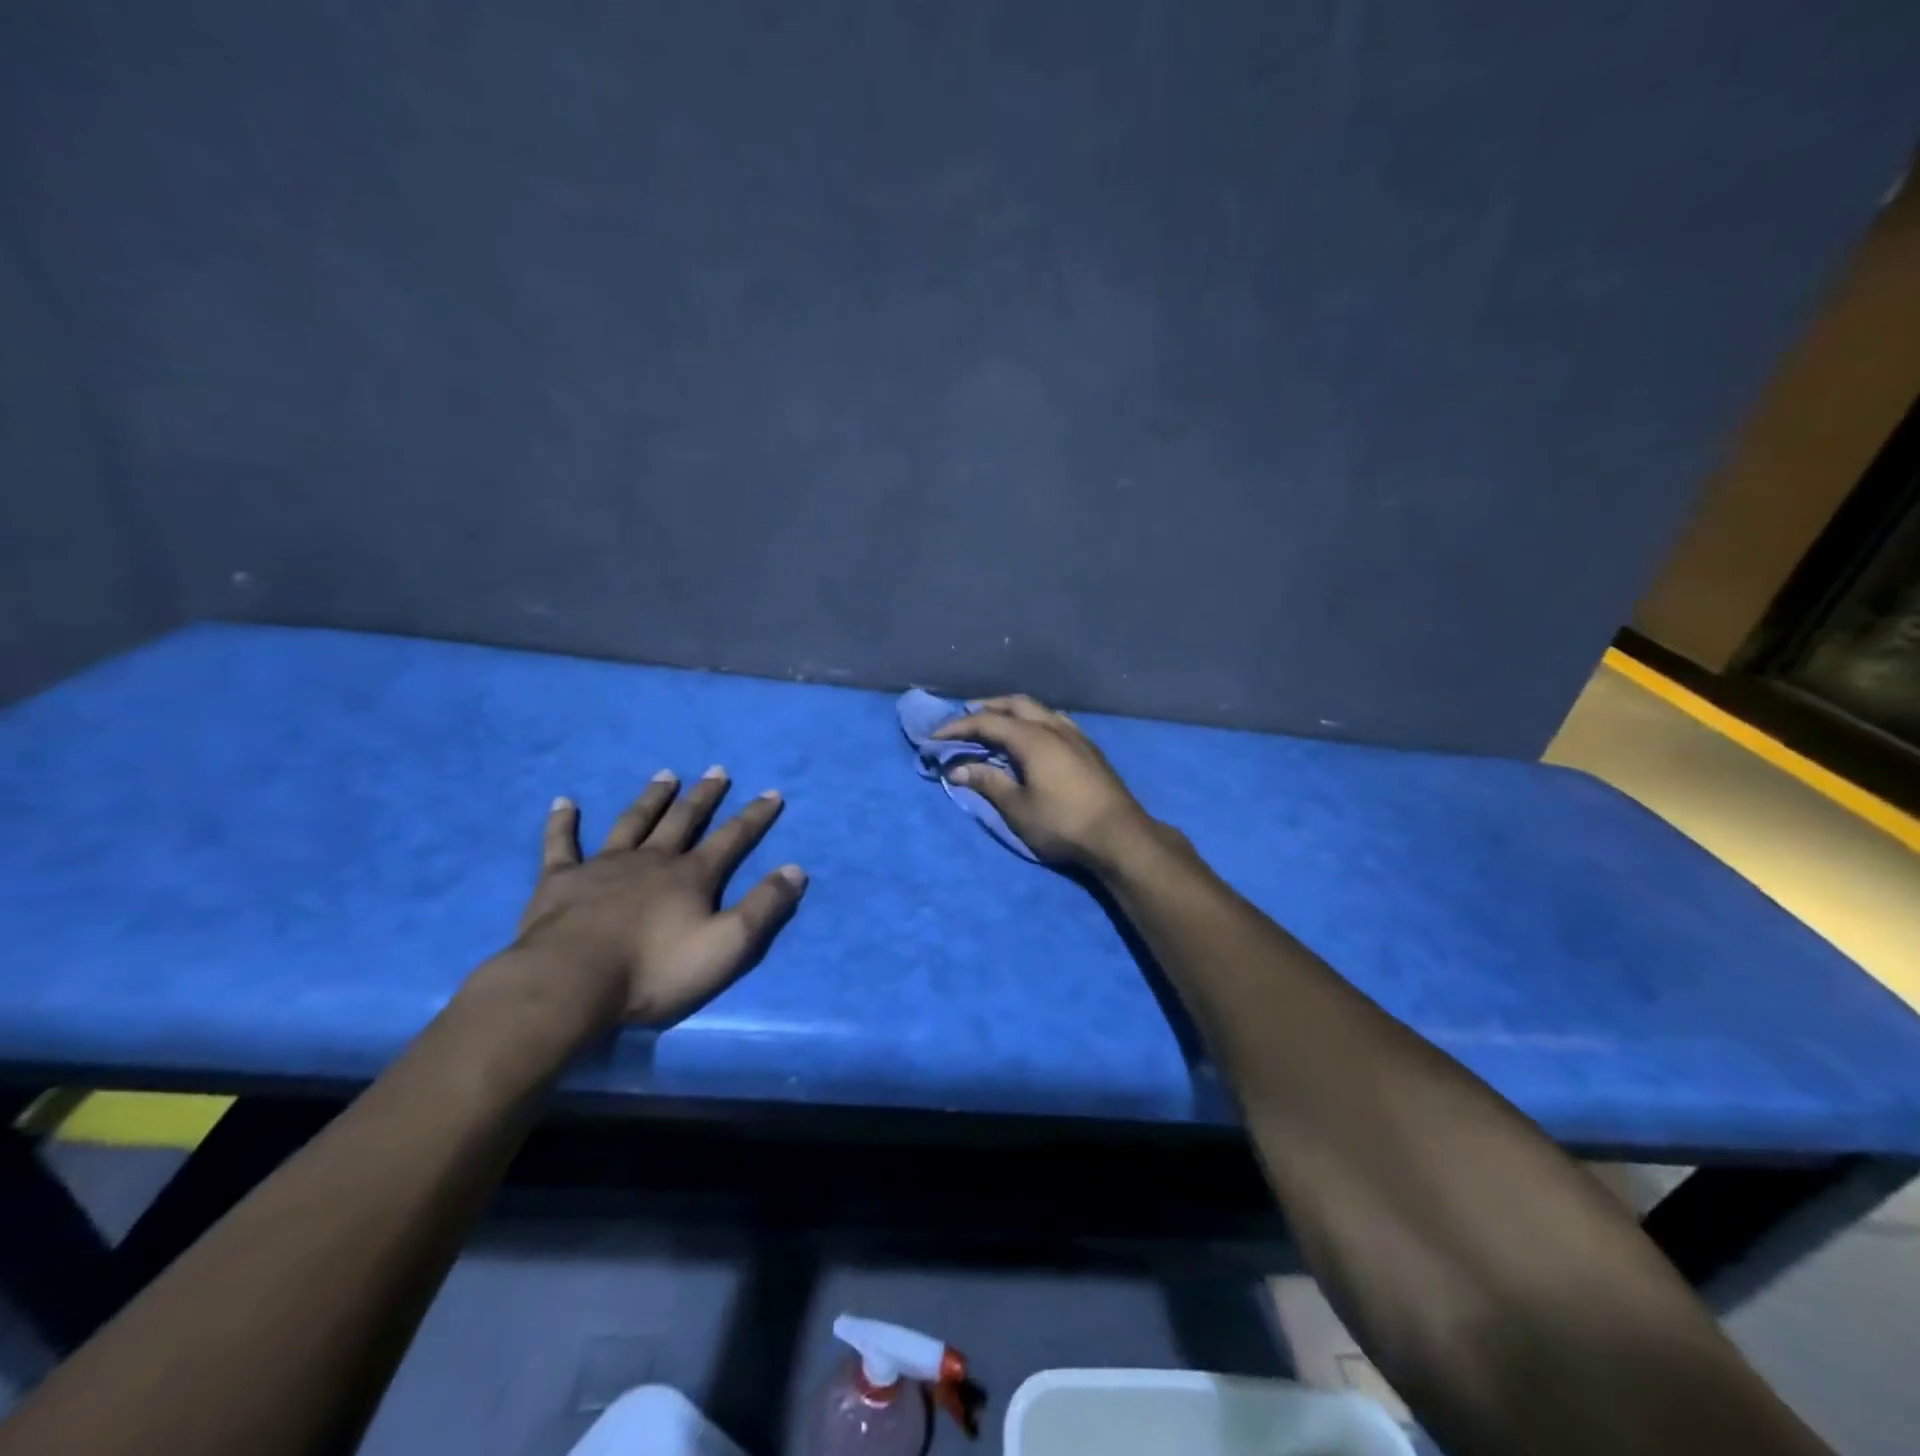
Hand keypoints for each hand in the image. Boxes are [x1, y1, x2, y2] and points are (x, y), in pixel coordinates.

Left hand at [513, 767, 806, 1024]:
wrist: (573, 982)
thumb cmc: (655, 969)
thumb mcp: (726, 945)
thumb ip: (763, 907)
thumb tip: (796, 870)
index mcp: (691, 876)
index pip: (732, 838)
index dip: (754, 816)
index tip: (772, 793)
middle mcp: (652, 860)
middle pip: (683, 820)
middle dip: (704, 796)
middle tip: (717, 770)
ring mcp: (604, 866)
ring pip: (632, 822)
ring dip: (651, 798)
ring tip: (666, 775)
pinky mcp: (560, 881)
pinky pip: (561, 844)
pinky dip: (562, 823)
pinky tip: (564, 802)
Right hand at [932, 695, 1159, 870]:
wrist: (1120, 836)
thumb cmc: (1063, 823)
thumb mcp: (1018, 807)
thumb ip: (988, 782)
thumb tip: (958, 768)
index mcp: (1033, 737)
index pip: (987, 722)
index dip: (958, 727)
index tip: (935, 737)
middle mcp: (1054, 727)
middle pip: (1015, 704)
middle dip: (986, 708)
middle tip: (964, 720)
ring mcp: (1075, 735)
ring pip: (1038, 710)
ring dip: (1012, 712)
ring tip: (996, 726)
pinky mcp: (1088, 748)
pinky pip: (1054, 721)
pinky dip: (1033, 721)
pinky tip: (1031, 738)